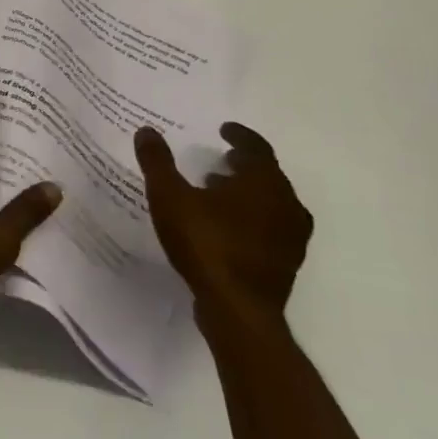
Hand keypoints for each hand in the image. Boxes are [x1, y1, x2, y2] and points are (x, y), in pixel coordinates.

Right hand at [135, 122, 311, 330]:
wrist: (238, 309)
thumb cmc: (206, 243)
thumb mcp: (169, 197)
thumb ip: (157, 162)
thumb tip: (147, 130)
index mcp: (263, 183)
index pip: (257, 148)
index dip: (240, 136)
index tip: (223, 130)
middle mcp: (286, 205)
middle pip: (267, 175)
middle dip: (243, 165)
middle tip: (219, 160)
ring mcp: (290, 236)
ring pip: (271, 203)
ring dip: (247, 192)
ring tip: (216, 192)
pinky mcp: (285, 262)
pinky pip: (270, 227)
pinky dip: (251, 217)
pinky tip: (226, 227)